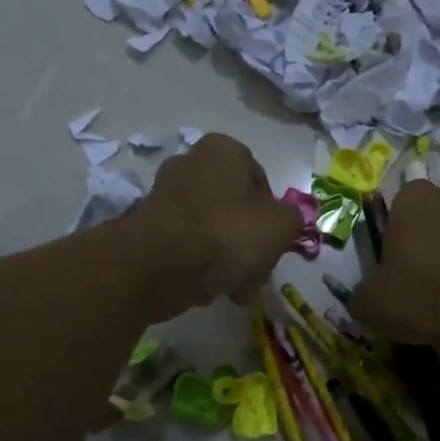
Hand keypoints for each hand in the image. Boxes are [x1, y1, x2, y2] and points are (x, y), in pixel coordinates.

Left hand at [135, 134, 303, 312]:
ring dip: (226, 259)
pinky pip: (185, 245)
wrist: (160, 266)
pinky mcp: (147, 226)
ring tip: (235, 289)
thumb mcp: (281, 225)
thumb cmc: (227, 233)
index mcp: (223, 150)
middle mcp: (190, 163)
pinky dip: (198, 265)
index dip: (273, 215)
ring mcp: (164, 194)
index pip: (260, 180)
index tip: (275, 243)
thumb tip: (284, 222)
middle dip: (248, 243)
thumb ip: (292, 219)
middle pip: (234, 208)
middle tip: (257, 273)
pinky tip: (207, 290)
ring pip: (211, 230)